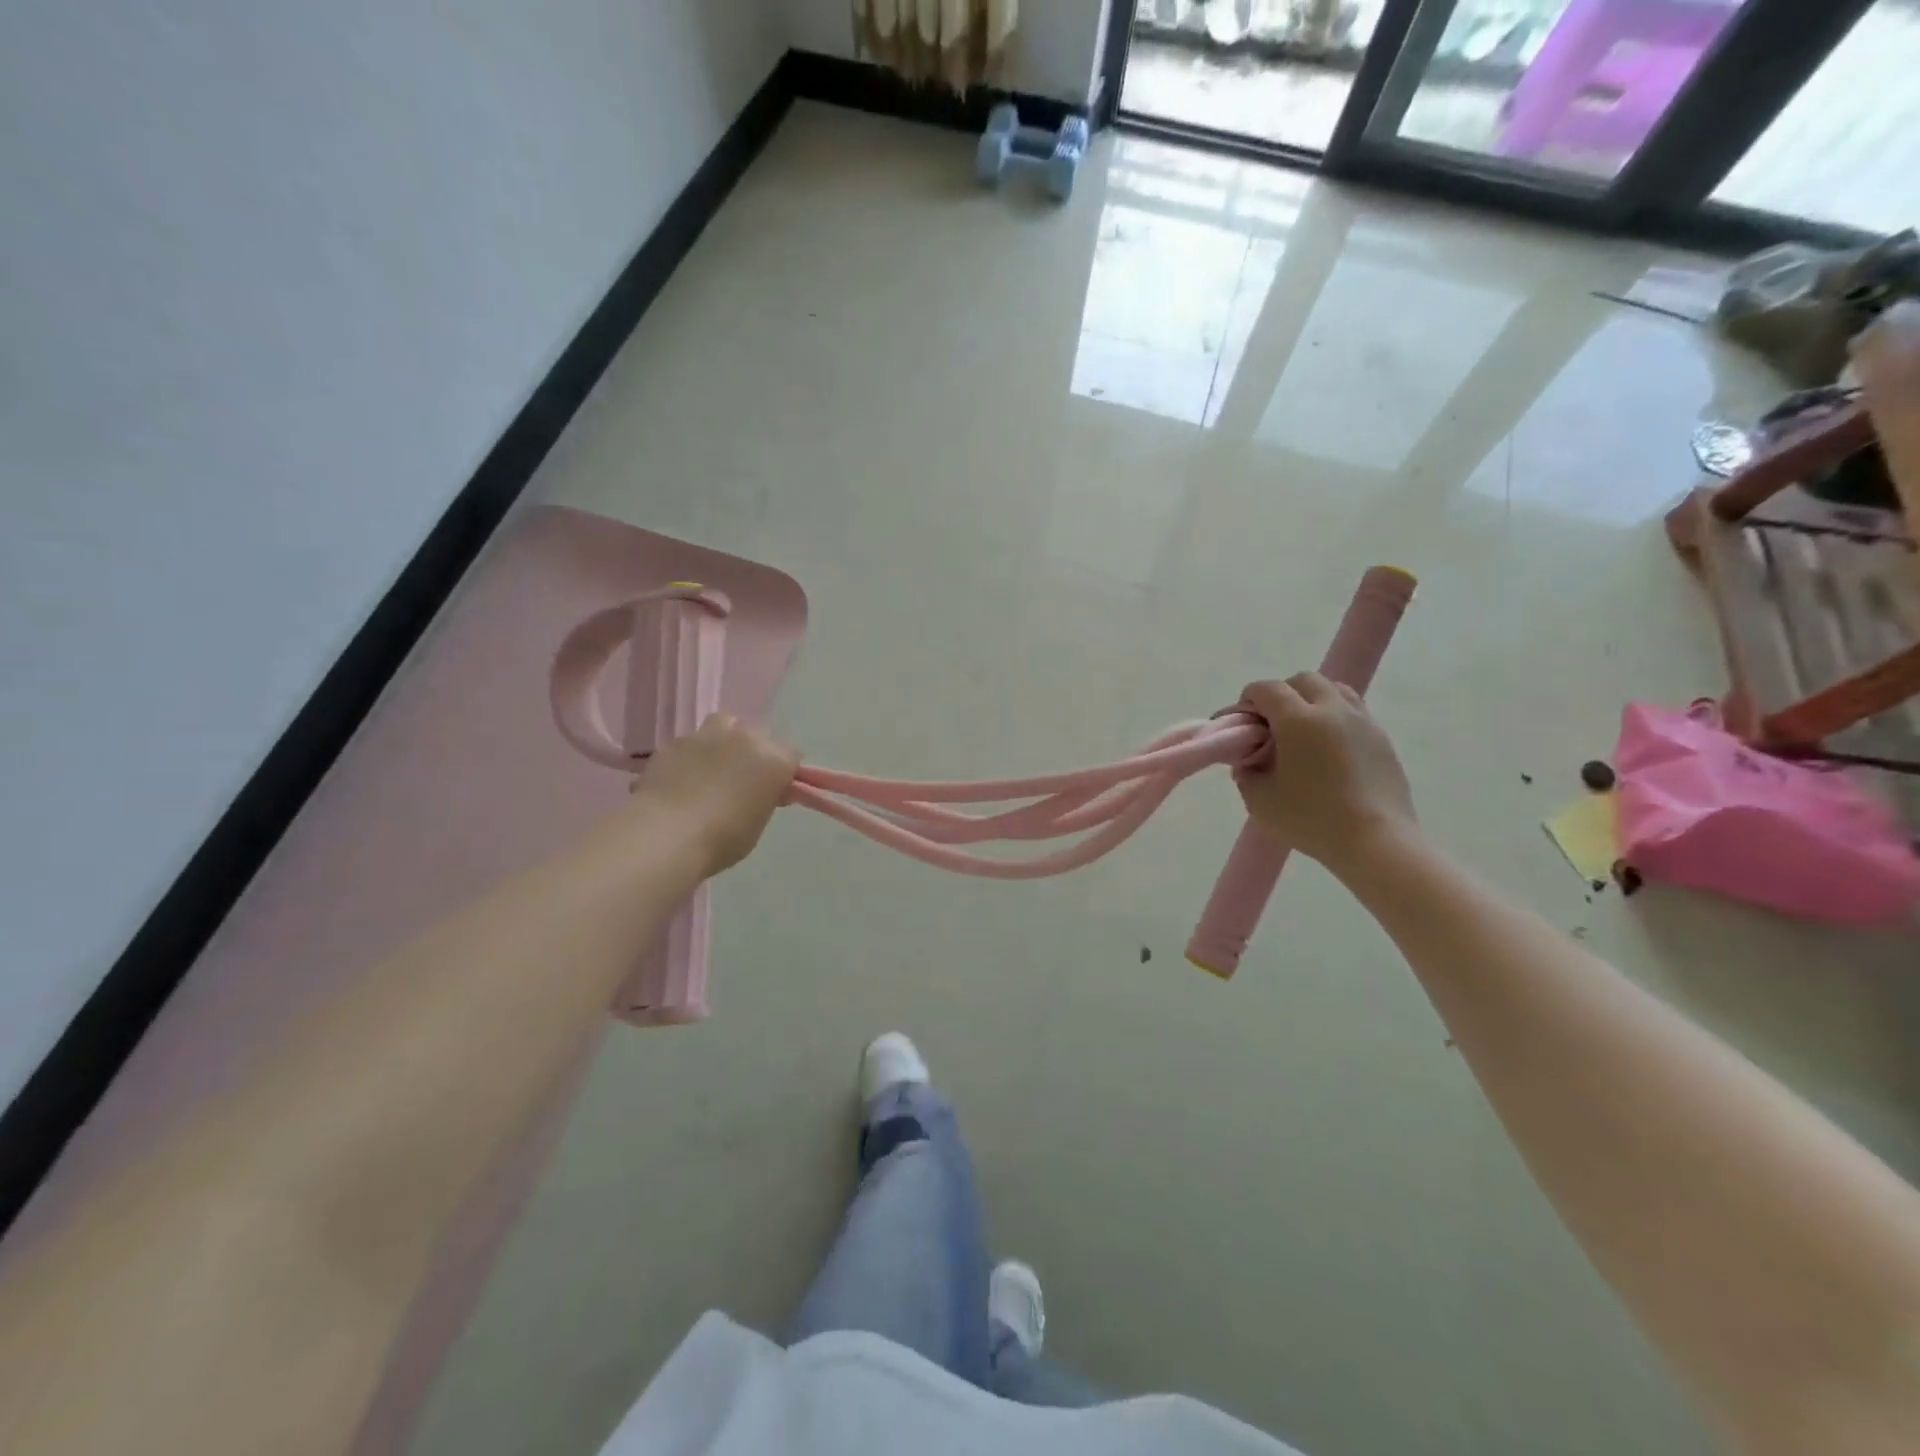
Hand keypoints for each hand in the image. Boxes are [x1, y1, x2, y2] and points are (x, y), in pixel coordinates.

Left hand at [628, 713, 797, 876]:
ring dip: (725, 743)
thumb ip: (764, 799)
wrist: (666, 836)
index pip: (791, 757)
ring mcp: (706, 736)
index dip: (785, 774)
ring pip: (724, 726)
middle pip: (759, 736)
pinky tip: (681, 781)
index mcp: (773, 760)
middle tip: (745, 782)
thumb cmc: (722, 840)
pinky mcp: (673, 743)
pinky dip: (691, 758)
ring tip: (713, 770)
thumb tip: (761, 792)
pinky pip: (691, 745)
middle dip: (756, 755)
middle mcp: (744, 738)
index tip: (775, 792)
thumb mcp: (757, 824)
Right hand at [1233, 673, 1416, 873]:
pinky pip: (1354, 712)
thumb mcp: (1260, 800)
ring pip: (1334, 689)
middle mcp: (1332, 710)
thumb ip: (1246, 773)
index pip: (1267, 689)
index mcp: (1298, 719)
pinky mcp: (1382, 739)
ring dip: (1312, 700)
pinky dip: (1335, 718)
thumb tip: (1248, 761)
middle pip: (1303, 680)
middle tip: (1272, 726)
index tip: (1241, 723)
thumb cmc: (1311, 819)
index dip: (1247, 700)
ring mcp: (1363, 722)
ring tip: (1303, 732)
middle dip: (1282, 695)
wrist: (1376, 842)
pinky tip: (1328, 750)